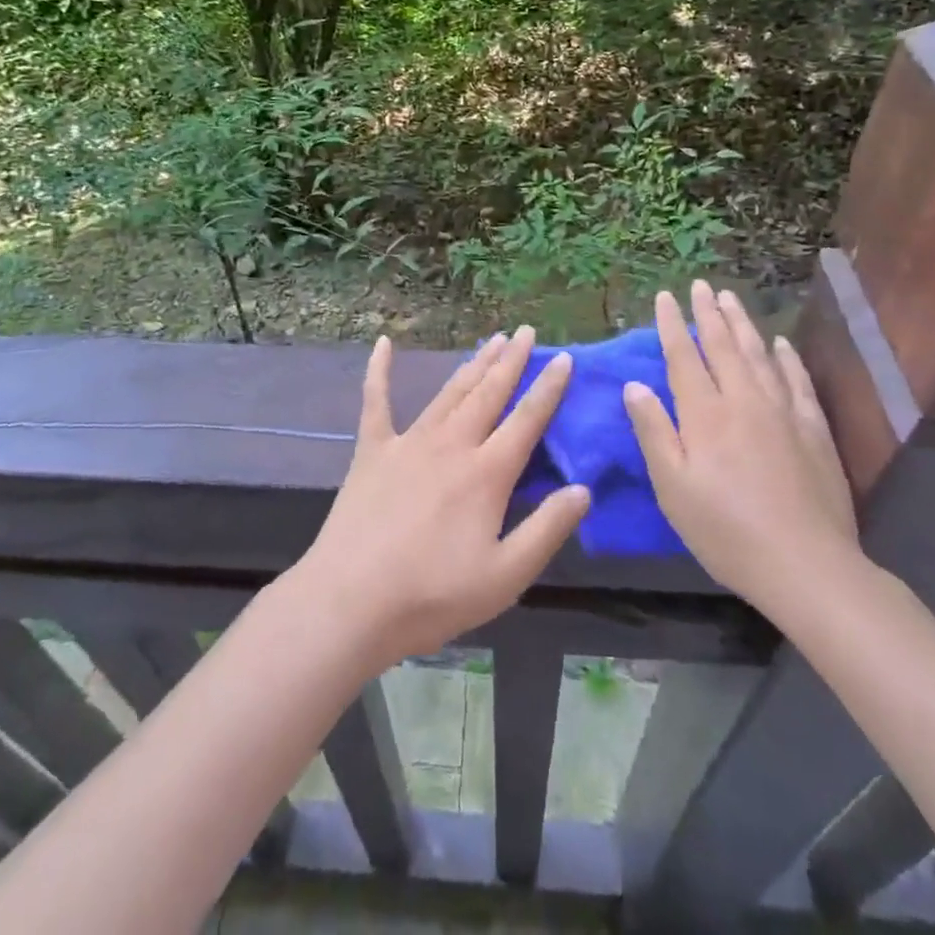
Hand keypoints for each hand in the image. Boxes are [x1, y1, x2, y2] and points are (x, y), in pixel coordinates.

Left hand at [293, 328, 589, 670]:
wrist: (351, 602)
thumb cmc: (433, 595)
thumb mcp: (506, 576)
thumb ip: (547, 529)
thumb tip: (583, 489)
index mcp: (486, 473)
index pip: (527, 419)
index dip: (548, 387)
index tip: (564, 358)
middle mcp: (451, 444)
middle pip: (489, 393)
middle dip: (511, 361)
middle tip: (525, 332)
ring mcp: (409, 442)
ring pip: (449, 392)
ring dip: (473, 364)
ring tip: (491, 340)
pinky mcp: (372, 451)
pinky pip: (376, 401)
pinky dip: (379, 371)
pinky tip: (383, 343)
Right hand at [625, 281, 859, 603]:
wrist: (806, 565)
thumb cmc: (726, 531)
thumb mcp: (673, 488)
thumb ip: (654, 431)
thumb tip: (634, 385)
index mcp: (705, 414)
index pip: (684, 357)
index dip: (672, 325)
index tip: (664, 297)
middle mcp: (744, 401)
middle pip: (724, 346)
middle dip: (708, 313)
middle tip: (700, 285)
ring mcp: (784, 412)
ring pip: (759, 354)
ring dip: (743, 323)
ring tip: (730, 299)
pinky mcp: (814, 429)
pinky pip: (797, 380)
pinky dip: (786, 357)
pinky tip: (780, 343)